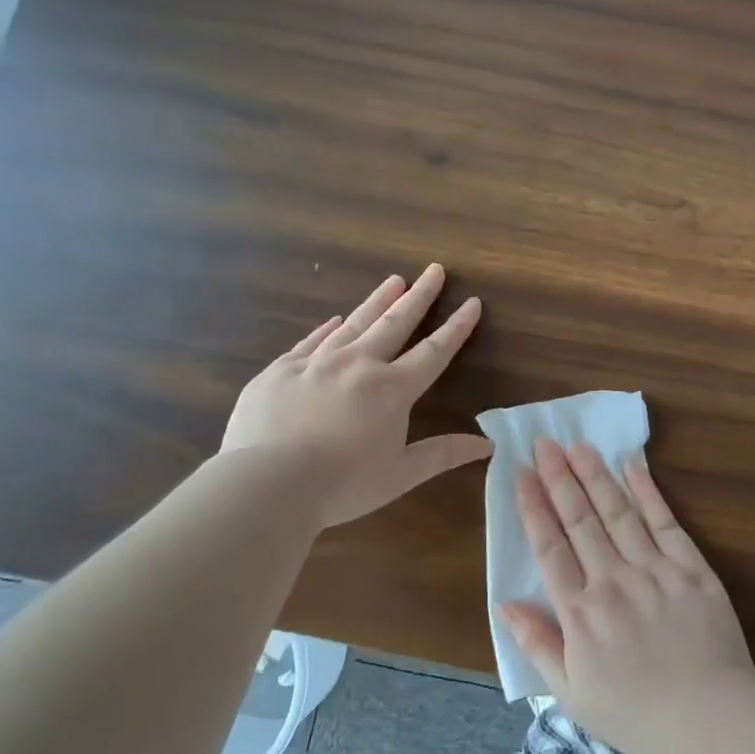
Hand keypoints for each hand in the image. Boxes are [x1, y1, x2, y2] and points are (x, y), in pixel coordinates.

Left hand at [220, 265, 491, 526]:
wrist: (268, 482)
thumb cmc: (343, 484)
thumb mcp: (401, 474)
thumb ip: (442, 454)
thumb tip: (487, 444)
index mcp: (392, 390)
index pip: (433, 351)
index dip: (456, 328)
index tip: (471, 302)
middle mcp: (358, 364)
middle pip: (395, 323)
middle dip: (419, 296)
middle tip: (434, 270)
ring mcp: (316, 362)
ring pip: (354, 323)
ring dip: (377, 301)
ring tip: (394, 280)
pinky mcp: (281, 370)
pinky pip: (311, 341)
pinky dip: (328, 329)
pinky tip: (335, 320)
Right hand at [500, 438, 754, 753]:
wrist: (711, 718)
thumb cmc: (636, 713)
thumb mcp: (572, 695)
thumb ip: (537, 645)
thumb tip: (504, 604)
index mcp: (580, 611)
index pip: (549, 547)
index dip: (533, 507)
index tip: (521, 472)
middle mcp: (612, 580)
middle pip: (580, 519)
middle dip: (559, 477)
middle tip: (545, 442)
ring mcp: (654, 570)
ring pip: (618, 512)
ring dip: (595, 476)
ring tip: (578, 445)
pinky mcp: (691, 568)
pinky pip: (665, 522)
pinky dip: (648, 492)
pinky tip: (633, 465)